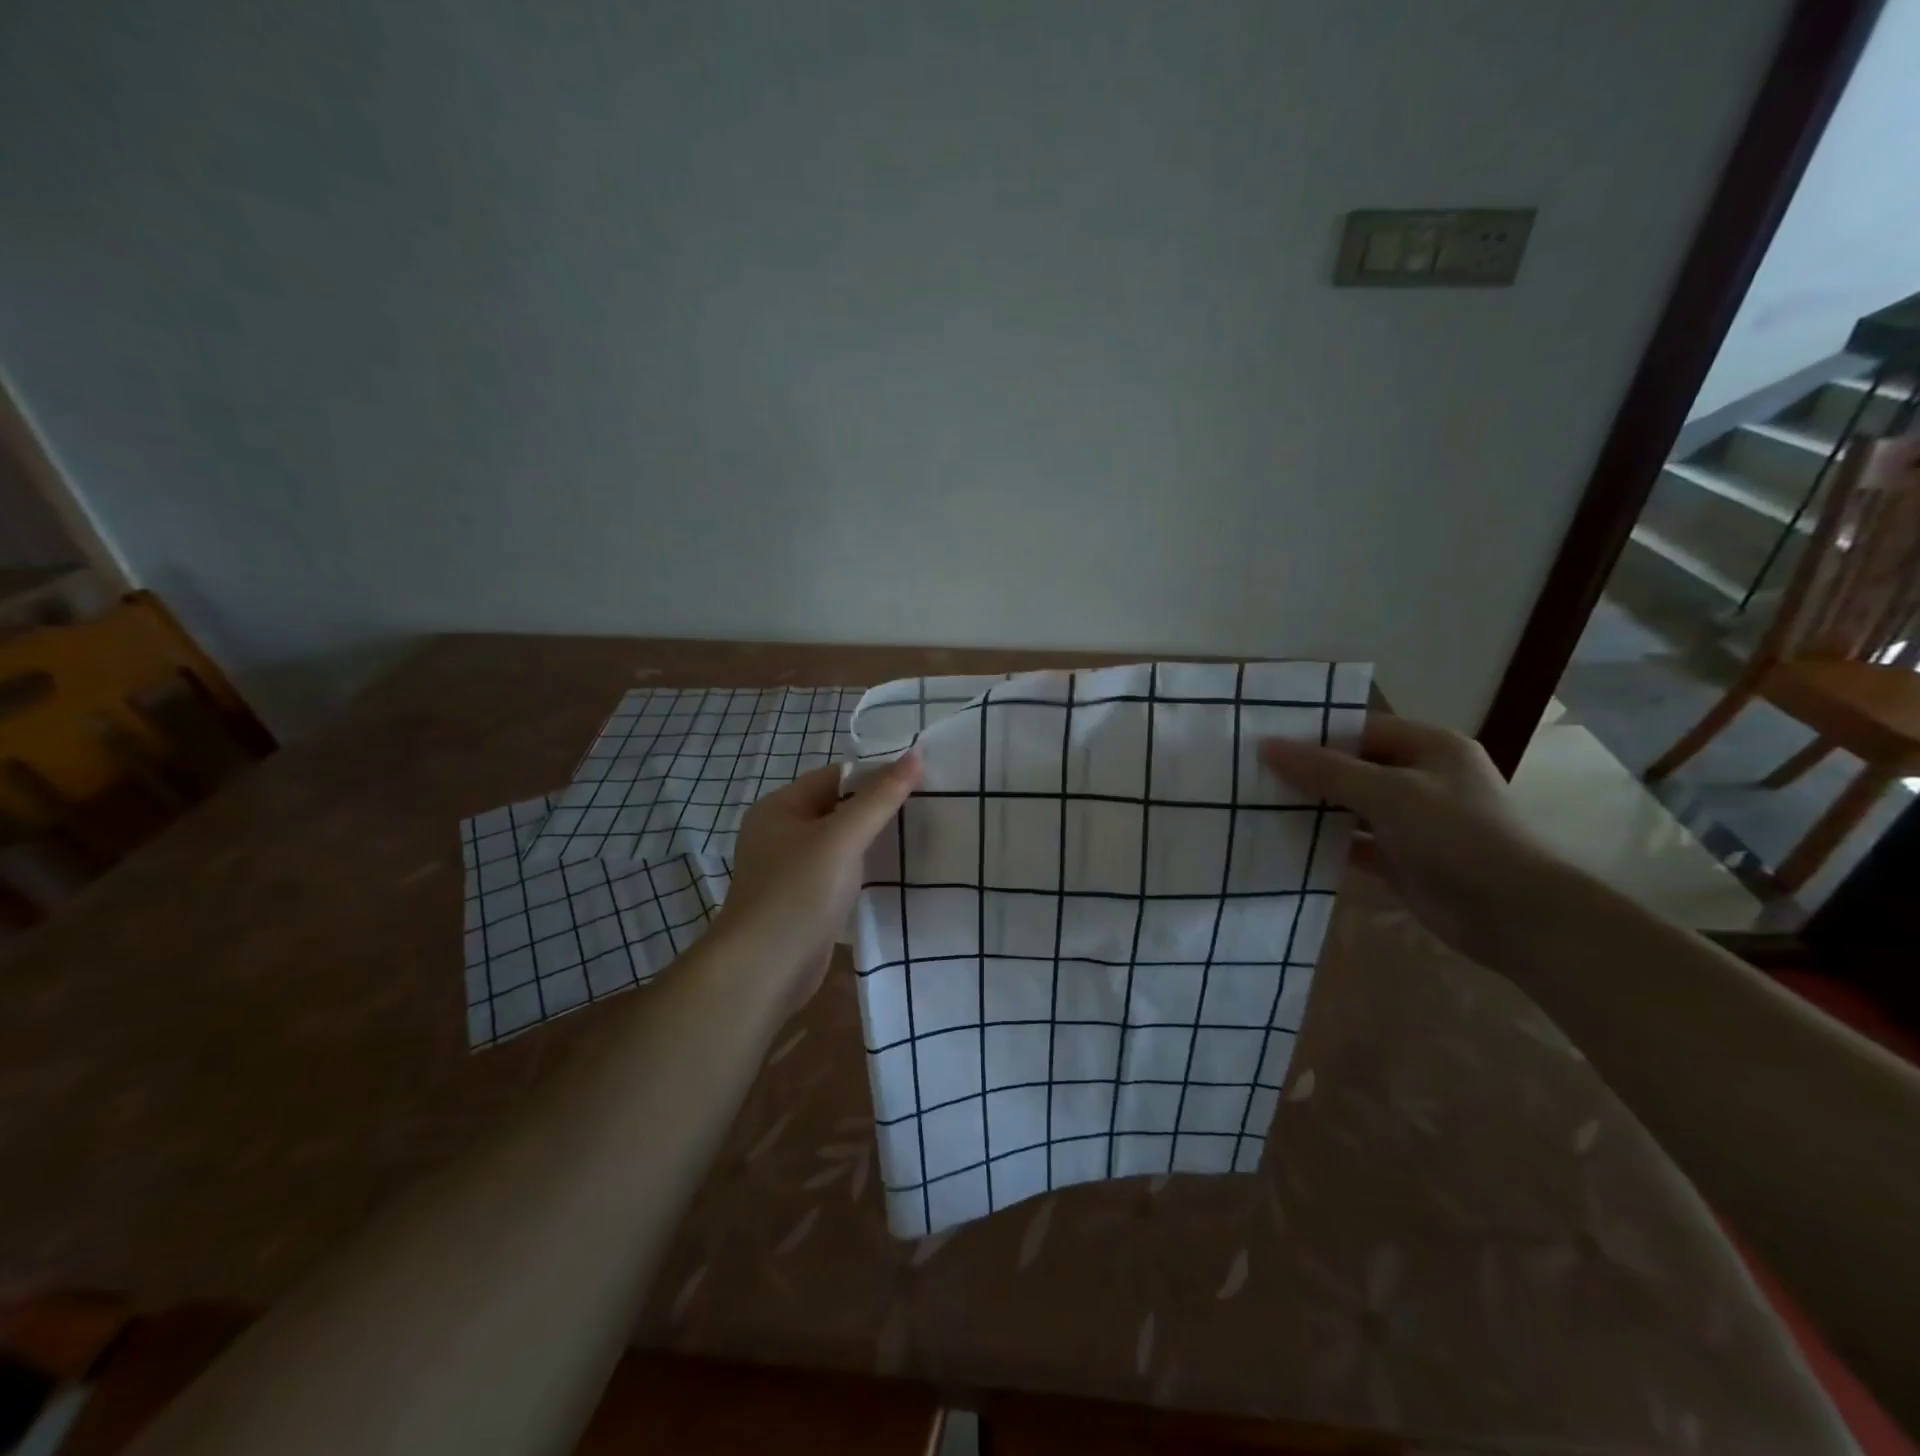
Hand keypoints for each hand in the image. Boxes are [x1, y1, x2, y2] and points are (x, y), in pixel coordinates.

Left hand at [714, 753, 921, 1007]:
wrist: (764, 970)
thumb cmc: (799, 892)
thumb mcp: (842, 838)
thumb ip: (879, 798)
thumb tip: (915, 755)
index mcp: (780, 807)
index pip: (835, 777)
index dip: (875, 776)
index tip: (920, 781)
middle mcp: (781, 834)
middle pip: (838, 809)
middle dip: (878, 809)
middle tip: (927, 809)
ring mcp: (791, 871)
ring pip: (840, 845)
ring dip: (873, 842)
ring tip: (920, 838)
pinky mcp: (804, 902)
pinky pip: (839, 874)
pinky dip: (864, 872)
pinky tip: (896, 875)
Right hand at [1260, 715, 1563, 968]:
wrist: (1513, 915)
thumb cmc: (1455, 836)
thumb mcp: (1388, 792)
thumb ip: (1325, 770)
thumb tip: (1267, 746)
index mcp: (1430, 747)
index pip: (1361, 728)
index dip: (1315, 733)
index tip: (1265, 741)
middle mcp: (1422, 778)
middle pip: (1353, 767)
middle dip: (1308, 772)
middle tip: (1253, 774)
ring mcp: (1412, 822)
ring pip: (1351, 806)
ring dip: (1313, 809)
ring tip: (1259, 805)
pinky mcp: (1402, 859)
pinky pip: (1354, 843)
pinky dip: (1325, 843)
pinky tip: (1285, 843)